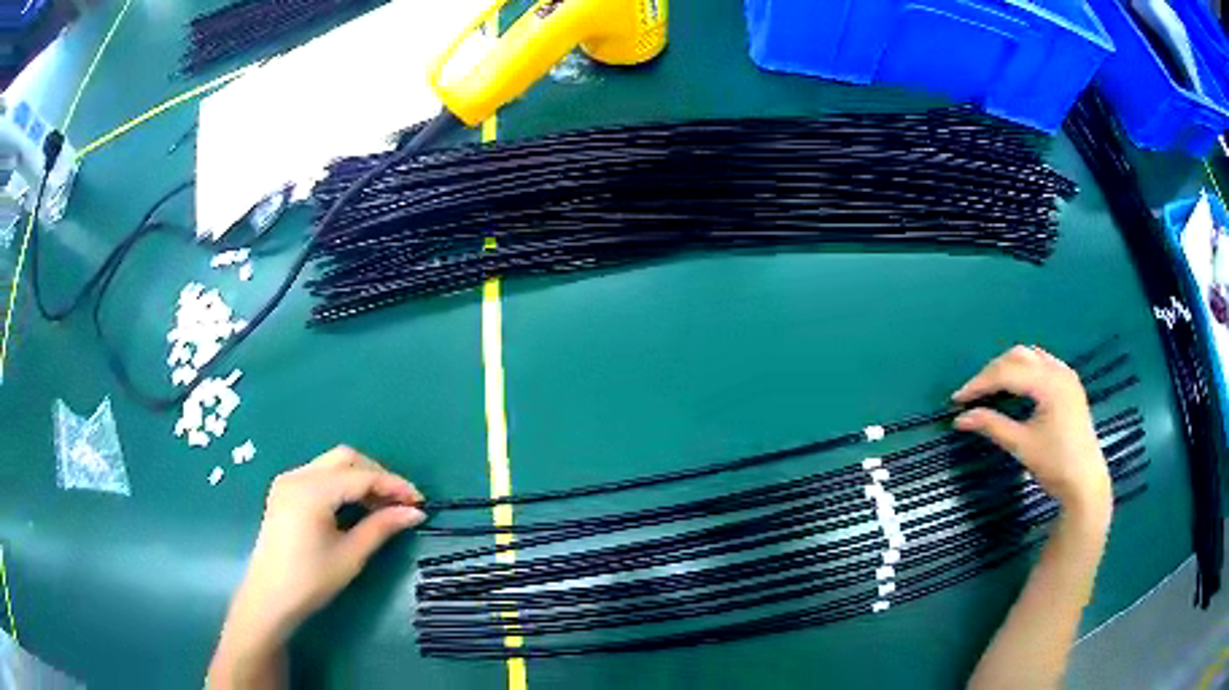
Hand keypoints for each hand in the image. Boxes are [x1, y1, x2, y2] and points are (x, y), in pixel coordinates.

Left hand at [208, 447, 424, 686]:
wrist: (270, 597)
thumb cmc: (311, 580)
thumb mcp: (351, 555)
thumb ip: (382, 527)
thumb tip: (415, 512)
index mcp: (312, 490)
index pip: (361, 476)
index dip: (394, 486)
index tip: (420, 502)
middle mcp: (297, 475)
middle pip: (345, 459)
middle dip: (377, 475)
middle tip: (401, 502)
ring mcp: (288, 481)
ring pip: (332, 464)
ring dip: (360, 478)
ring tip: (383, 506)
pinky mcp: (284, 491)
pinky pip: (319, 475)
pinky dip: (342, 484)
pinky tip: (355, 506)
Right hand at [952, 346, 1111, 520]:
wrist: (1085, 482)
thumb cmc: (1054, 465)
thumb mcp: (1021, 445)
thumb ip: (991, 426)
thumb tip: (960, 419)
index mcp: (1049, 383)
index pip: (1007, 372)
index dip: (980, 383)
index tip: (957, 400)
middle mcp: (1058, 370)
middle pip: (1017, 357)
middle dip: (992, 372)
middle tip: (972, 395)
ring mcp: (1066, 374)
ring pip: (1030, 357)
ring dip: (1007, 368)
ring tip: (990, 389)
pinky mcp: (1069, 383)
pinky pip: (1041, 364)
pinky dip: (1023, 370)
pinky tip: (1015, 387)